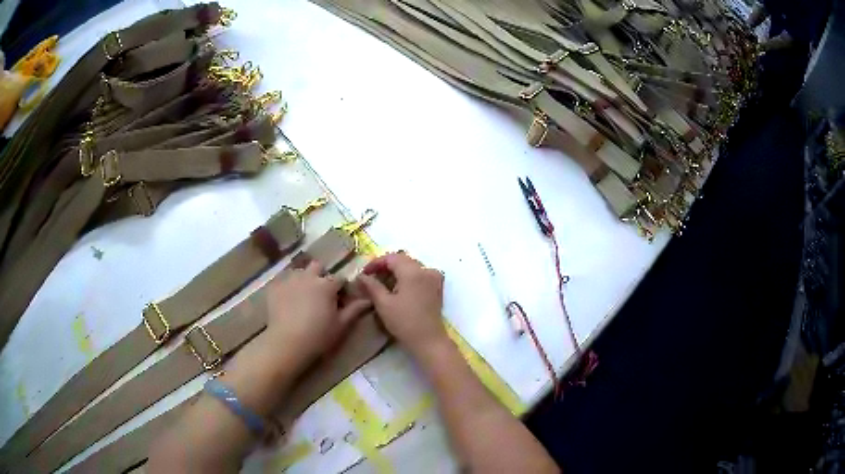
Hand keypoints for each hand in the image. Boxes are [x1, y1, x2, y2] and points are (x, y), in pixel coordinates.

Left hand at [264, 261, 370, 364]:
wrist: (287, 343)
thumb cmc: (318, 336)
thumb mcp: (341, 325)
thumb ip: (354, 310)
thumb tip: (368, 300)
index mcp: (327, 285)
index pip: (339, 278)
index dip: (341, 287)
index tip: (341, 298)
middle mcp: (308, 276)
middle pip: (317, 266)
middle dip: (321, 275)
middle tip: (320, 293)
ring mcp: (289, 280)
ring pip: (299, 271)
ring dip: (303, 279)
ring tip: (302, 296)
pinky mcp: (274, 287)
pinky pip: (282, 280)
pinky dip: (287, 286)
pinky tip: (286, 299)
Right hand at [356, 252, 447, 355]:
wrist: (428, 340)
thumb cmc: (404, 322)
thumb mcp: (384, 304)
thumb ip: (372, 286)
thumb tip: (361, 276)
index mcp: (413, 271)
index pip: (391, 258)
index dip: (376, 263)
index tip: (364, 273)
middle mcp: (426, 270)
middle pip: (403, 260)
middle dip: (386, 266)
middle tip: (371, 277)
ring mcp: (434, 278)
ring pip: (411, 266)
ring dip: (397, 271)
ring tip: (382, 283)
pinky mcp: (437, 287)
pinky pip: (420, 274)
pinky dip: (408, 276)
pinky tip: (398, 287)